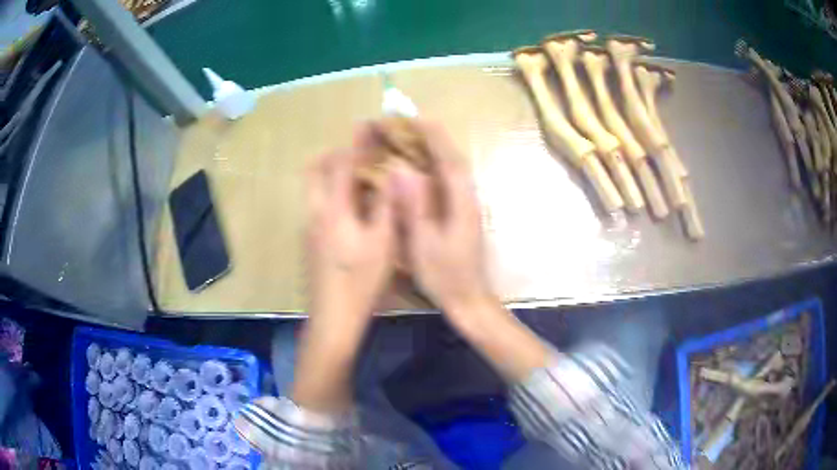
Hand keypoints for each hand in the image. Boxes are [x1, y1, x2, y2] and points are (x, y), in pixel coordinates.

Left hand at [305, 133, 395, 323]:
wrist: (333, 317)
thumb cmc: (361, 281)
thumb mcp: (383, 243)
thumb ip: (386, 205)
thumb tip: (392, 174)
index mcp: (334, 209)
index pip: (341, 164)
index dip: (355, 142)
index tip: (367, 125)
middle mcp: (315, 212)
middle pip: (315, 170)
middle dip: (334, 154)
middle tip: (358, 153)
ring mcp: (309, 228)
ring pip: (313, 188)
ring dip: (331, 173)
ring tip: (358, 176)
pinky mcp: (309, 242)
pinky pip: (316, 204)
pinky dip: (330, 193)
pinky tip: (351, 208)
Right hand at [394, 121, 549, 381]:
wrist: (468, 298)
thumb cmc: (445, 276)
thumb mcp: (425, 244)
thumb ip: (416, 207)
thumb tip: (403, 170)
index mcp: (461, 203)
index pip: (449, 160)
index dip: (433, 136)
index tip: (416, 117)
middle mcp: (469, 198)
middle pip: (453, 159)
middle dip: (433, 137)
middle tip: (408, 122)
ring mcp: (468, 206)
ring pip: (453, 169)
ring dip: (436, 148)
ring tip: (412, 135)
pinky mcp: (463, 213)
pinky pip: (449, 181)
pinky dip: (436, 166)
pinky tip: (421, 165)